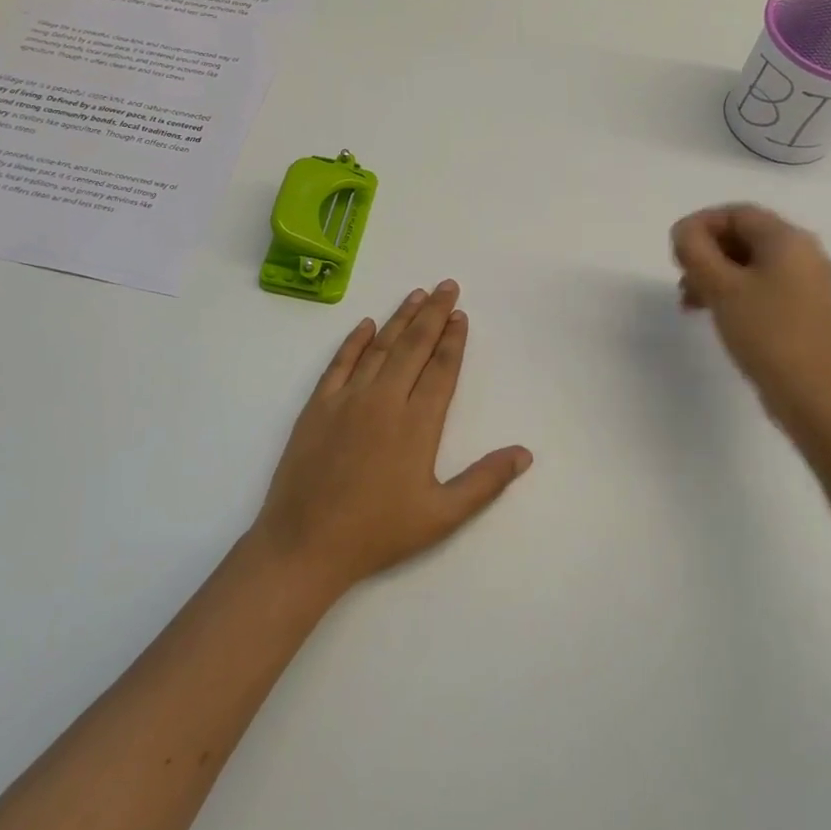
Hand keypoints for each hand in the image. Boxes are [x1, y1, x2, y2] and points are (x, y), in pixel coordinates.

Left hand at [251, 281, 532, 601]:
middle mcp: (384, 399)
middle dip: (433, 313)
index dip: (453, 339)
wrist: (305, 544)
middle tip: (446, 285)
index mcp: (418, 423)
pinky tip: (366, 324)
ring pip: (380, 347)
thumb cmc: (378, 532)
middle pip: (414, 346)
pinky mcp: (318, 406)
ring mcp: (348, 399)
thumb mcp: (442, 516)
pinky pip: (340, 363)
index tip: (461, 314)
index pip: (441, 368)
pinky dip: (354, 341)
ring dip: (400, 319)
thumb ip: (485, 481)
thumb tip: (525, 453)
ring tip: (416, 295)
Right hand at [671, 204, 830, 436]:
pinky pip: (761, 285)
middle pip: (743, 236)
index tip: (675, 249)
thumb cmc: (765, 332)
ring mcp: (806, 283)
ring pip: (749, 263)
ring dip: (714, 274)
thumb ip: (695, 249)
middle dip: (705, 252)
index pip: (737, 213)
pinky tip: (712, 313)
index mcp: (788, 239)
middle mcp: (803, 253)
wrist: (812, 394)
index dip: (700, 224)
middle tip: (680, 275)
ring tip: (689, 301)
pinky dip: (732, 291)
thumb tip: (684, 231)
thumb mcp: (720, 286)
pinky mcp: (802, 309)